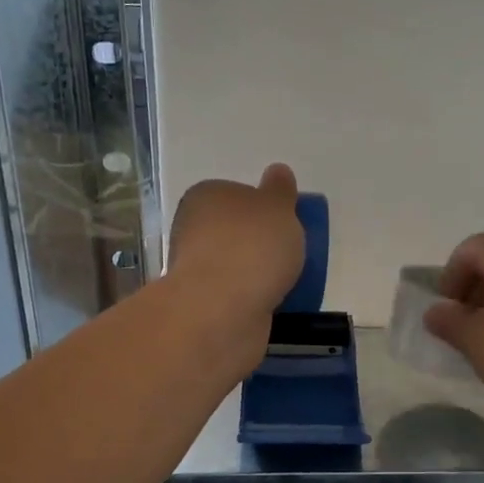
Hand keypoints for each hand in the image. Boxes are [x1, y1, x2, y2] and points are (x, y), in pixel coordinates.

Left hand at [166, 164, 305, 361]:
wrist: (223, 311)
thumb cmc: (252, 246)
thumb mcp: (278, 207)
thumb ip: (280, 190)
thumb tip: (277, 171)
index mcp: (205, 196)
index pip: (235, 194)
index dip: (261, 207)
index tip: (285, 224)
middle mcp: (192, 229)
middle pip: (233, 231)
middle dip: (259, 243)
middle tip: (290, 254)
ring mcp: (195, 269)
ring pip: (234, 265)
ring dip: (255, 273)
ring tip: (286, 282)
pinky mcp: (203, 305)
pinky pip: (236, 295)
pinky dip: (252, 298)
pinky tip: (272, 304)